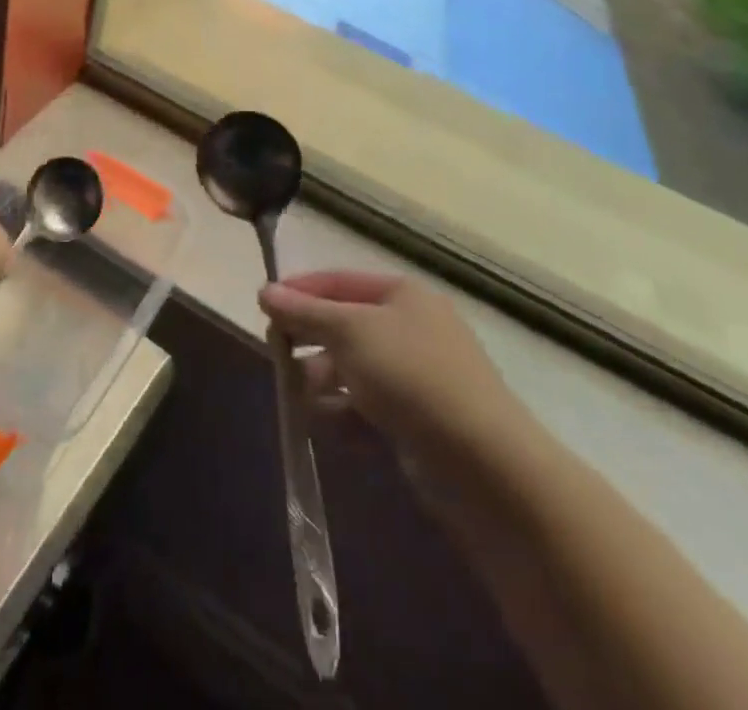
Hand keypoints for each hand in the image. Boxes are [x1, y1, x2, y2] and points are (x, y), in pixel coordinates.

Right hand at [259, 271, 524, 454]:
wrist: (485, 465)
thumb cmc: (412, 377)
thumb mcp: (350, 332)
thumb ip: (304, 312)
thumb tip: (264, 291)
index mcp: (401, 295)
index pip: (337, 282)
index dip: (299, 292)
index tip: (262, 309)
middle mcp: (410, 330)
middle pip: (341, 329)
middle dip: (310, 346)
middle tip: (280, 362)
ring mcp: (416, 379)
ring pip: (350, 374)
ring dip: (324, 389)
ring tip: (310, 407)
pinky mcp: (417, 425)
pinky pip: (367, 412)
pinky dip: (348, 420)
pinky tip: (338, 434)